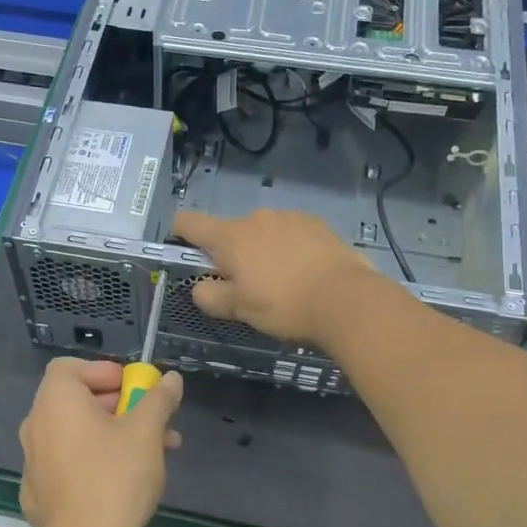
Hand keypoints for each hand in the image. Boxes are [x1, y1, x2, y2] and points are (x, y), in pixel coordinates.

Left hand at [17, 358, 184, 526]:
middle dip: (120, 407)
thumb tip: (170, 379)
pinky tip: (124, 483)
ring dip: (114, 435)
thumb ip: (159, 399)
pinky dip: (94, 462)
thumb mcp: (146, 432)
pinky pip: (69, 463)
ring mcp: (34, 460)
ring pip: (78, 434)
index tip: (134, 389)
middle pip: (78, 401)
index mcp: (56, 401)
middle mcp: (36, 424)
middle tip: (154, 421)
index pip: (71, 367)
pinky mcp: (38, 492)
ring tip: (155, 453)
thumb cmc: (115, 478)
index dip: (104, 371)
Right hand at [172, 209, 381, 346]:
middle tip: (245, 287)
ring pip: (263, 233)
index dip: (179, 234)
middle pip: (230, 232)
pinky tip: (305, 274)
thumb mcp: (239, 309)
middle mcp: (257, 217)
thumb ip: (210, 296)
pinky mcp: (318, 224)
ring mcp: (290, 217)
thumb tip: (200, 287)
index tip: (185, 252)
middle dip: (231, 255)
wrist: (346, 300)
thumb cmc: (284, 305)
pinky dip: (289, 250)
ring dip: (262, 252)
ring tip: (281, 283)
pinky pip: (291, 234)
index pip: (189, 222)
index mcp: (230, 236)